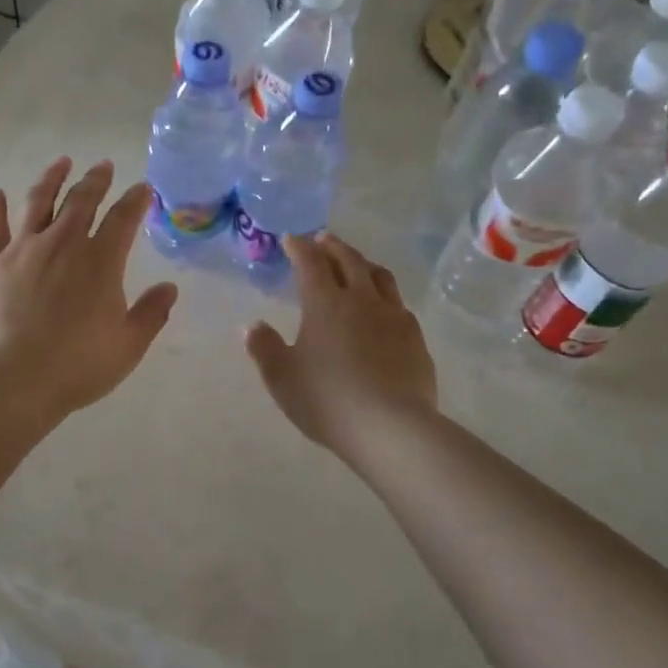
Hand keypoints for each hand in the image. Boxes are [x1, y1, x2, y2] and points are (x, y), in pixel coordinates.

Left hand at [0, 157, 178, 422]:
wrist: (12, 378)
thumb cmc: (77, 364)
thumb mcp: (127, 345)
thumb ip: (151, 313)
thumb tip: (170, 288)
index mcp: (100, 261)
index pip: (123, 219)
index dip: (136, 200)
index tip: (143, 187)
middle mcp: (63, 244)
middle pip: (82, 201)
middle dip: (96, 180)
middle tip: (104, 165)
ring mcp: (24, 250)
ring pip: (39, 202)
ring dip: (52, 179)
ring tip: (61, 162)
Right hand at [245, 233, 437, 460]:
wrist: (390, 427)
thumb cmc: (327, 399)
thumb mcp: (282, 377)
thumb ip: (264, 347)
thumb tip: (251, 326)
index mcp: (325, 303)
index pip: (310, 263)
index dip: (299, 248)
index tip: (291, 239)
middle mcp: (361, 300)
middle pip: (349, 260)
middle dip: (333, 246)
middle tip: (323, 239)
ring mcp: (393, 317)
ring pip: (380, 277)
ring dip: (363, 263)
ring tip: (356, 263)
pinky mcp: (415, 339)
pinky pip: (399, 305)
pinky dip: (385, 295)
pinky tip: (383, 308)